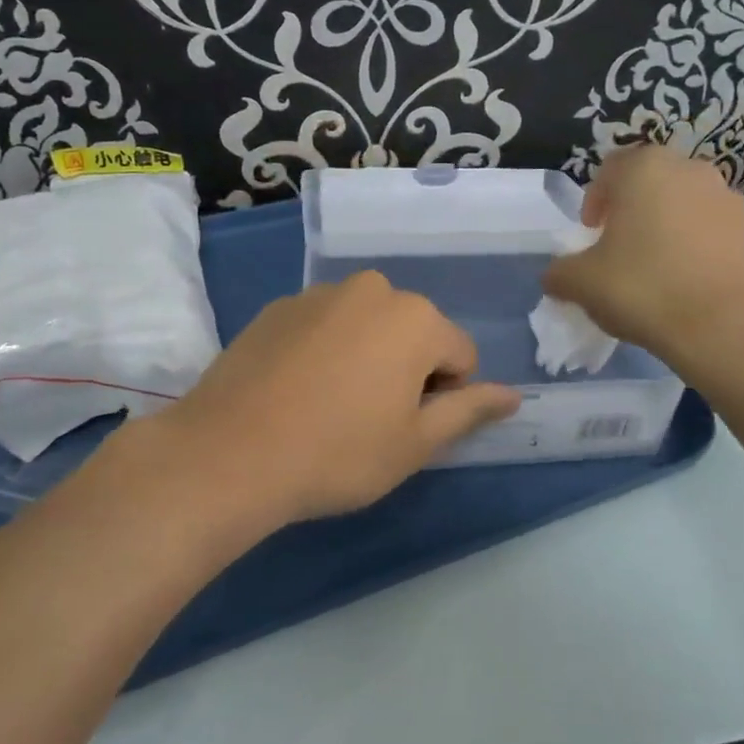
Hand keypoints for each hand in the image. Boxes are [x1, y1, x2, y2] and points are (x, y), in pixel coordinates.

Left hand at [141, 272, 520, 527]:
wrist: (229, 452)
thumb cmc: (338, 452)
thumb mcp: (415, 443)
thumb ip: (469, 411)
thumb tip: (514, 395)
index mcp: (416, 318)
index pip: (460, 356)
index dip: (444, 398)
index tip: (406, 429)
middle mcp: (373, 290)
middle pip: (413, 333)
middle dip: (405, 370)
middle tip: (369, 420)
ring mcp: (320, 293)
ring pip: (367, 326)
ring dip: (365, 357)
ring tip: (329, 406)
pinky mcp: (278, 306)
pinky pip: (324, 325)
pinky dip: (324, 350)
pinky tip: (295, 391)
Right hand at [543, 146, 743, 373]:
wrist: (723, 327)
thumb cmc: (642, 289)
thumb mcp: (580, 283)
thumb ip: (560, 272)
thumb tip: (557, 276)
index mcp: (645, 169)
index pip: (610, 168)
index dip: (595, 199)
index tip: (592, 233)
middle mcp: (691, 171)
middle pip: (652, 183)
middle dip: (634, 210)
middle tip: (621, 248)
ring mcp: (729, 200)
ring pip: (686, 205)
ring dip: (669, 227)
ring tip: (658, 269)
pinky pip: (715, 232)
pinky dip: (699, 248)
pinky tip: (690, 284)